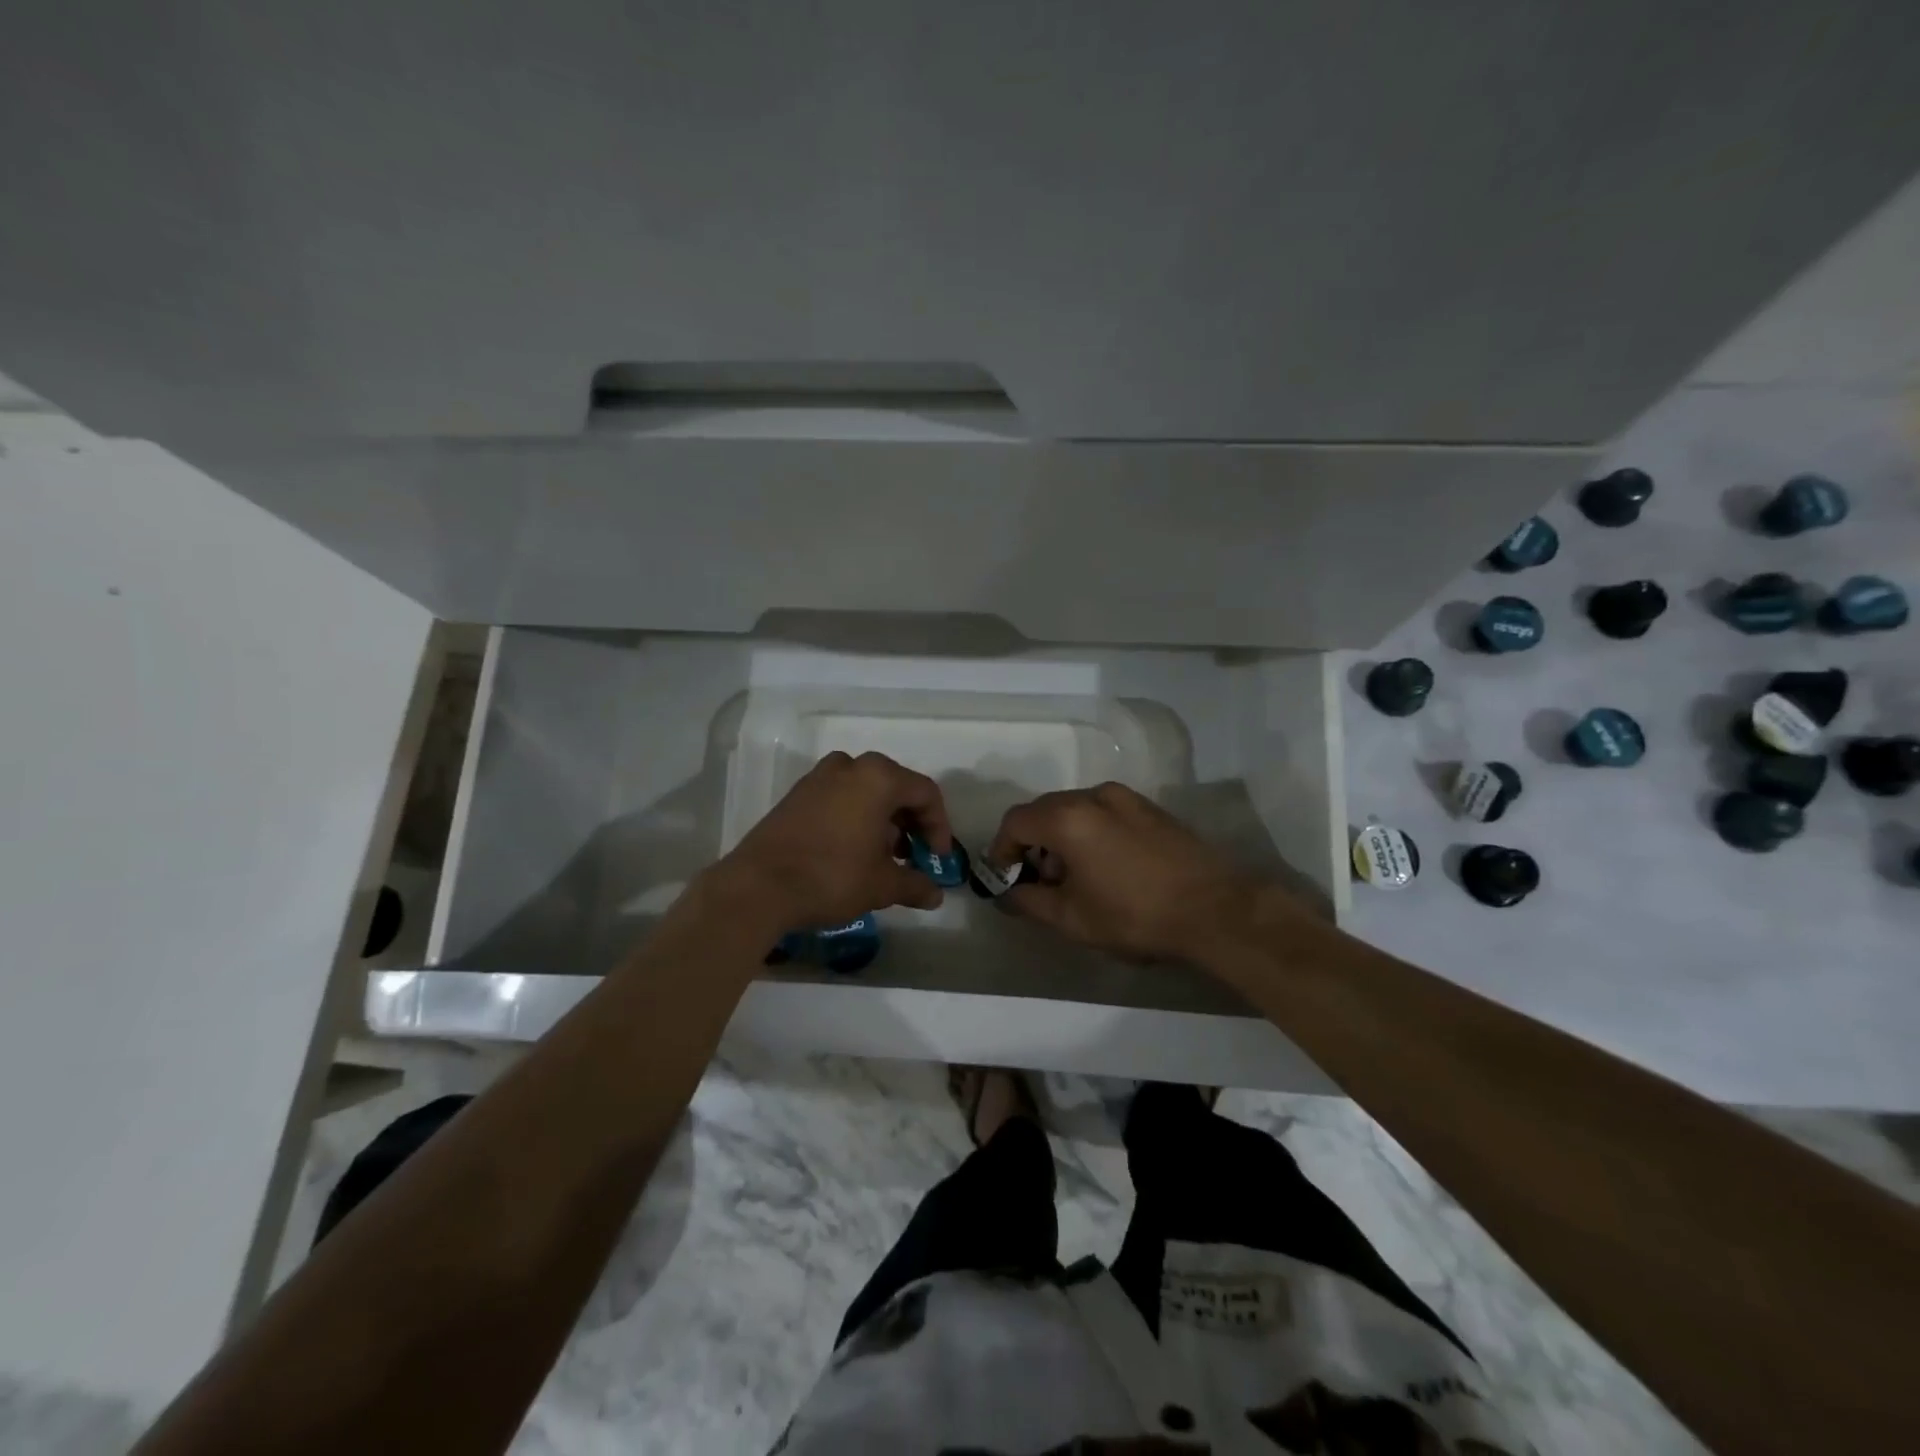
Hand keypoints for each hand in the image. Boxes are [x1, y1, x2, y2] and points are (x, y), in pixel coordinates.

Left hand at [721, 751, 952, 930]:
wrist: (757, 887)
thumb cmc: (832, 877)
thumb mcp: (882, 885)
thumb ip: (916, 885)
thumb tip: (936, 895)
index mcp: (878, 777)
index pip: (925, 793)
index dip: (939, 827)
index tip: (938, 859)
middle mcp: (850, 766)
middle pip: (896, 788)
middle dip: (911, 823)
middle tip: (914, 856)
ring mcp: (819, 777)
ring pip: (866, 792)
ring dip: (883, 821)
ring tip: (883, 858)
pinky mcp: (797, 794)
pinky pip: (840, 797)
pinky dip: (855, 818)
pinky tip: (853, 852)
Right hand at [988, 783, 1261, 961]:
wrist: (1216, 909)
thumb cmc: (1135, 915)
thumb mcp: (1072, 918)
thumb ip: (1029, 901)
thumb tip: (1008, 894)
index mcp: (1068, 818)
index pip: (1015, 821)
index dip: (1001, 849)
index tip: (1004, 878)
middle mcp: (1093, 796)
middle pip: (1044, 811)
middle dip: (1032, 844)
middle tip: (1039, 882)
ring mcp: (1126, 798)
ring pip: (1075, 810)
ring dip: (1061, 839)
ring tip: (1075, 880)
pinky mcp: (1150, 808)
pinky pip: (1103, 812)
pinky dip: (1089, 833)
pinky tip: (1107, 868)